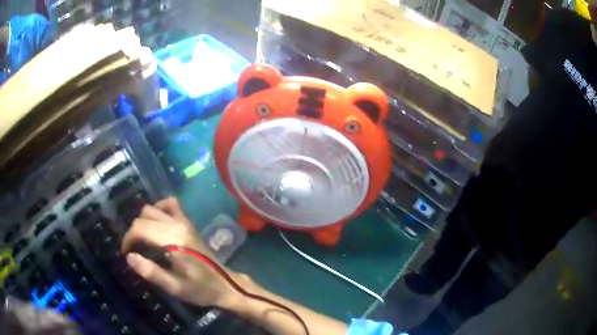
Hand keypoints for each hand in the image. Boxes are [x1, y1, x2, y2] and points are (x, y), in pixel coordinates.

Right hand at [121, 197, 242, 308]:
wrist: (226, 285)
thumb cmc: (200, 289)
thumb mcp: (175, 287)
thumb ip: (151, 272)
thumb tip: (129, 257)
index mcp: (173, 241)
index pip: (140, 228)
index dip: (128, 239)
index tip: (126, 253)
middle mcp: (178, 225)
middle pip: (145, 216)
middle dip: (134, 231)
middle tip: (134, 249)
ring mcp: (185, 221)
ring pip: (154, 208)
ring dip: (144, 220)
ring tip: (142, 238)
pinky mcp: (189, 223)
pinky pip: (171, 204)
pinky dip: (159, 209)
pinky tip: (156, 224)